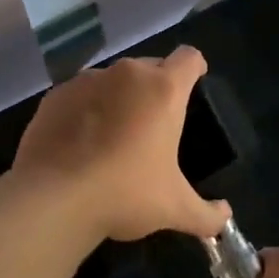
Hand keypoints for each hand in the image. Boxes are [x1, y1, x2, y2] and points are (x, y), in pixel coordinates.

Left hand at [11, 47, 229, 243]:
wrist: (52, 199)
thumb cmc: (125, 193)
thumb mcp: (174, 209)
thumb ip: (206, 214)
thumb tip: (226, 218)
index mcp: (163, 90)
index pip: (189, 58)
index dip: (195, 67)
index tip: (195, 81)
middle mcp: (127, 74)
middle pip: (151, 66)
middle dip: (156, 87)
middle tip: (155, 122)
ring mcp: (87, 81)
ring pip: (113, 80)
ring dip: (119, 97)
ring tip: (114, 134)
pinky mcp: (55, 96)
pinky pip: (80, 95)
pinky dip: (85, 109)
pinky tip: (80, 143)